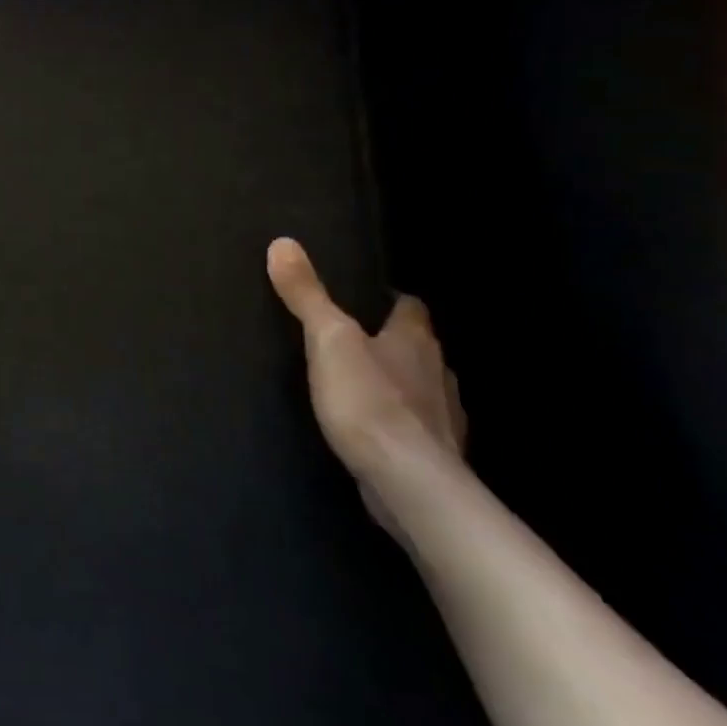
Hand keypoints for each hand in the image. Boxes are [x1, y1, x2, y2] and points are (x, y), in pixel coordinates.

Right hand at [266, 237, 465, 499]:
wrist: (408, 482)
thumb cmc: (368, 400)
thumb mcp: (327, 339)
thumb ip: (306, 295)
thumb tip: (283, 243)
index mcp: (414, 339)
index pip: (410, 306)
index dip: (390, 298)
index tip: (366, 297)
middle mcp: (438, 372)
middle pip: (418, 346)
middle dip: (393, 341)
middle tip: (354, 339)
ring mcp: (443, 416)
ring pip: (422, 386)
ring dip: (399, 382)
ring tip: (362, 383)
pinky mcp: (436, 453)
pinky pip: (418, 425)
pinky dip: (400, 421)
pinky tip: (376, 429)